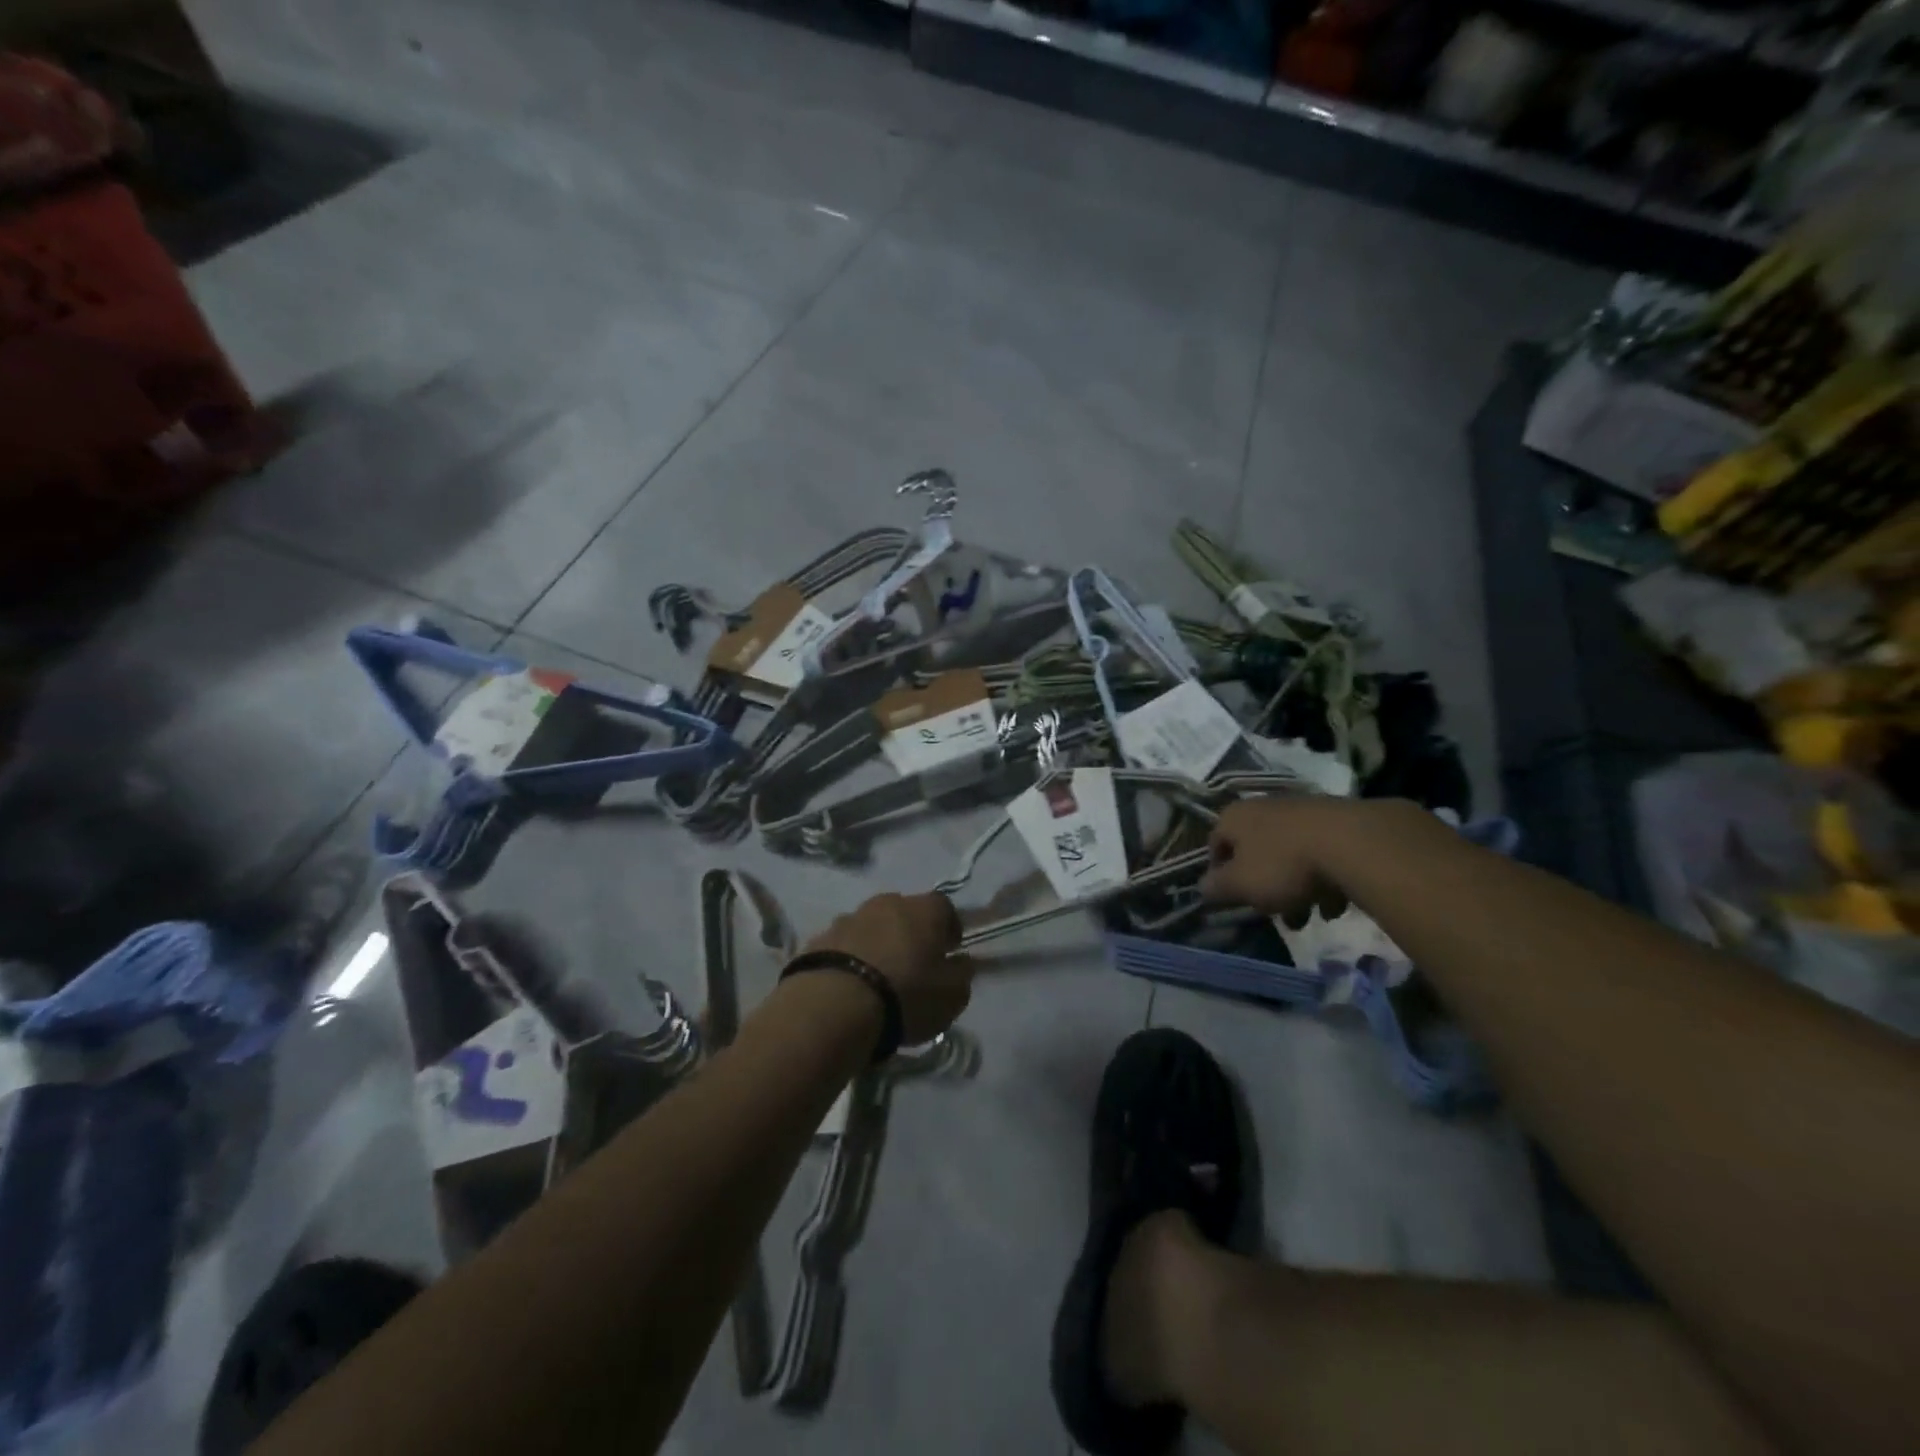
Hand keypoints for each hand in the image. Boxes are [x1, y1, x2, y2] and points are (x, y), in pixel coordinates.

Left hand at [804, 892, 973, 1045]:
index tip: (949, 951)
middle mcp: (886, 903)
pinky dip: (850, 958)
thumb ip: (961, 973)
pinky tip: (850, 985)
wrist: (835, 1004)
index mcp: (923, 909)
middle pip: (904, 912)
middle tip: (913, 965)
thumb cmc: (906, 994)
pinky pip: (843, 944)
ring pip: (871, 926)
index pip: (944, 906)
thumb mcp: (952, 995)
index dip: (949, 927)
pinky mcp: (819, 938)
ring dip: (877, 944)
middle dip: (910, 933)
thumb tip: (961, 961)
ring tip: (877, 978)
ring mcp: (849, 917)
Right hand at [1199, 798, 1351, 926]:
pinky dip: (1324, 878)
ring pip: (1289, 855)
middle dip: (1264, 888)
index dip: (1220, 874)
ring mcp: (1302, 810)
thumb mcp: (1240, 885)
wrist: (1353, 843)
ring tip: (1310, 916)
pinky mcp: (1338, 820)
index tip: (1233, 900)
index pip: (1215, 845)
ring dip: (1295, 888)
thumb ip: (1216, 888)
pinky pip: (1321, 854)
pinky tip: (1336, 904)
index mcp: (1234, 817)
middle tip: (1275, 915)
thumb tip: (1203, 888)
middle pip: (1256, 852)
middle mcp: (1264, 806)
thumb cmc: (1284, 865)